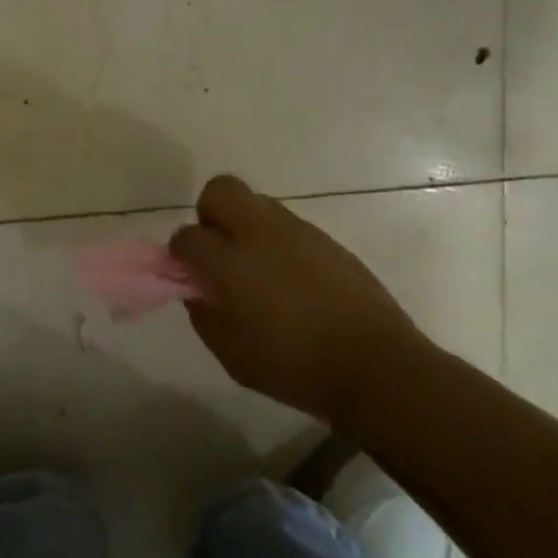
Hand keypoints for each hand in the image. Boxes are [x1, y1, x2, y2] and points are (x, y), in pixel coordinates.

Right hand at [169, 175, 425, 422]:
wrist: (375, 365)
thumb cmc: (293, 366)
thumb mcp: (231, 354)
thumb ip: (204, 314)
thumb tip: (198, 289)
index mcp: (230, 262)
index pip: (186, 236)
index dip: (182, 255)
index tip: (191, 276)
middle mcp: (259, 233)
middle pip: (220, 190)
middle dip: (210, 215)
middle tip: (220, 253)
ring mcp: (297, 231)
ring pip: (256, 202)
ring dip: (246, 225)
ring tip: (257, 268)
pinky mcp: (326, 239)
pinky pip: (288, 225)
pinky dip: (278, 242)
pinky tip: (290, 279)